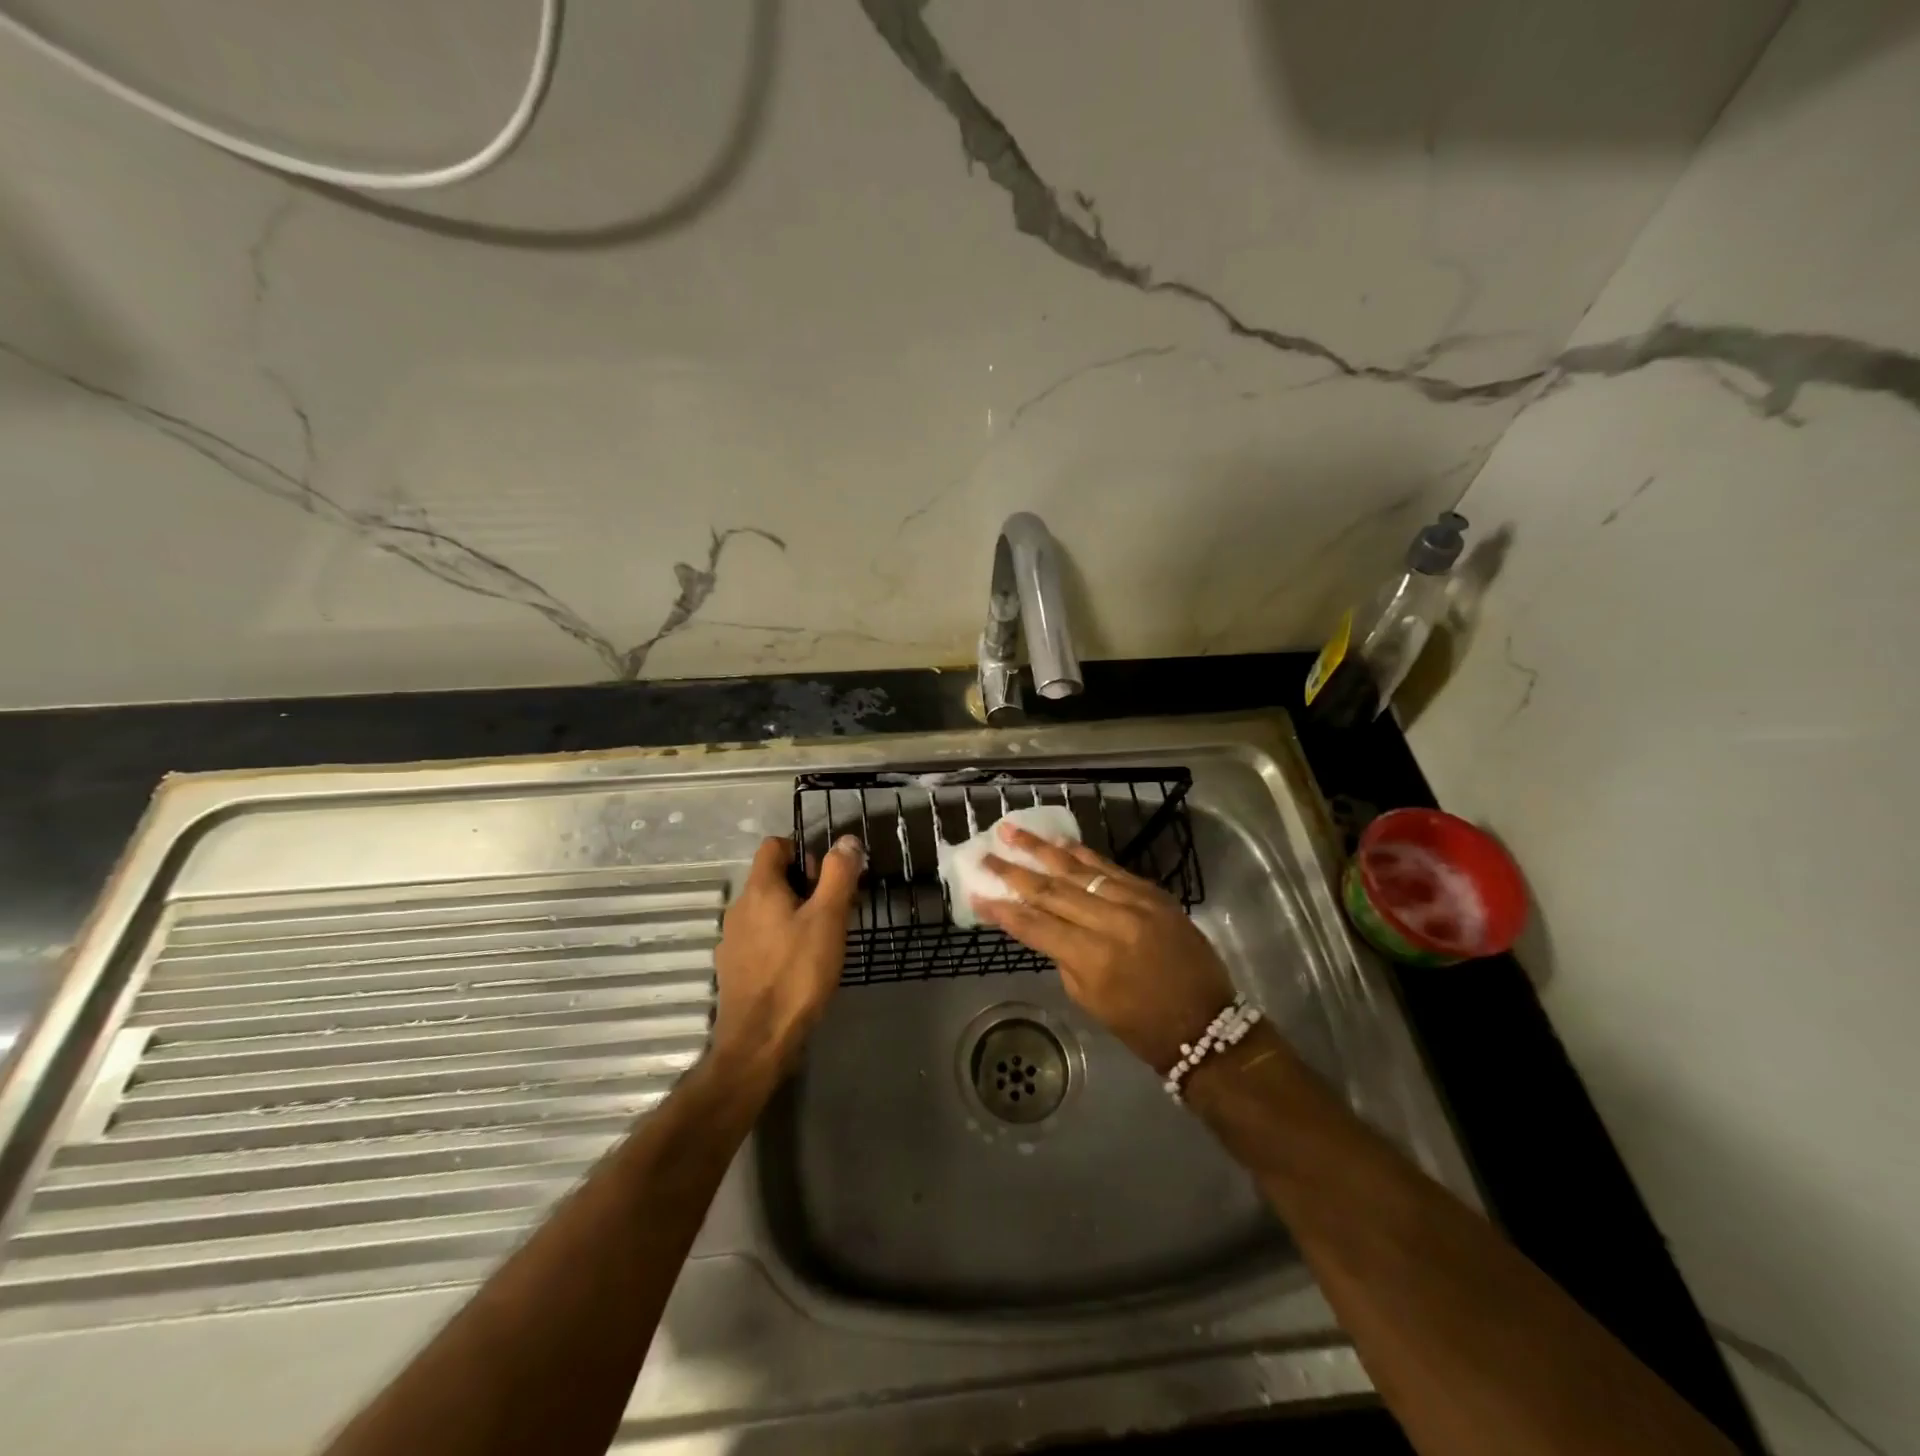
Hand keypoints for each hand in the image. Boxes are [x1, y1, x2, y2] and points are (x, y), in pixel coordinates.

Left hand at [711, 834, 864, 1073]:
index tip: (827, 879)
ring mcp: (732, 940)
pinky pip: (761, 938)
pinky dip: (781, 940)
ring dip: (794, 915)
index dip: (803, 852)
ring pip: (767, 910)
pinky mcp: (734, 968)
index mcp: (759, 889)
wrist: (759, 1040)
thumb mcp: (828, 918)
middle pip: (772, 878)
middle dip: (805, 886)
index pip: (775, 846)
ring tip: (821, 942)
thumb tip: (846, 840)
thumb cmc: (798, 973)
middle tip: (833, 912)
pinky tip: (800, 967)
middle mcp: (739, 908)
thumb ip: (838, 874)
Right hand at [974, 823, 1234, 1073]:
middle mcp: (1113, 922)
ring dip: (1043, 850)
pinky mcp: (1154, 893)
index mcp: (1093, 958)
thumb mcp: (1090, 999)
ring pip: (1080, 869)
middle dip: (1014, 872)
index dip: (1003, 910)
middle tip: (986, 854)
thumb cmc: (1141, 1025)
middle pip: (1053, 890)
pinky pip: (1110, 868)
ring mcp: (1137, 902)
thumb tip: (1044, 923)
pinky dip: (1083, 855)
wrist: (1206, 1023)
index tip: (976, 892)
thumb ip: (1063, 956)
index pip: (1036, 925)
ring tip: (1013, 831)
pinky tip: (1059, 842)